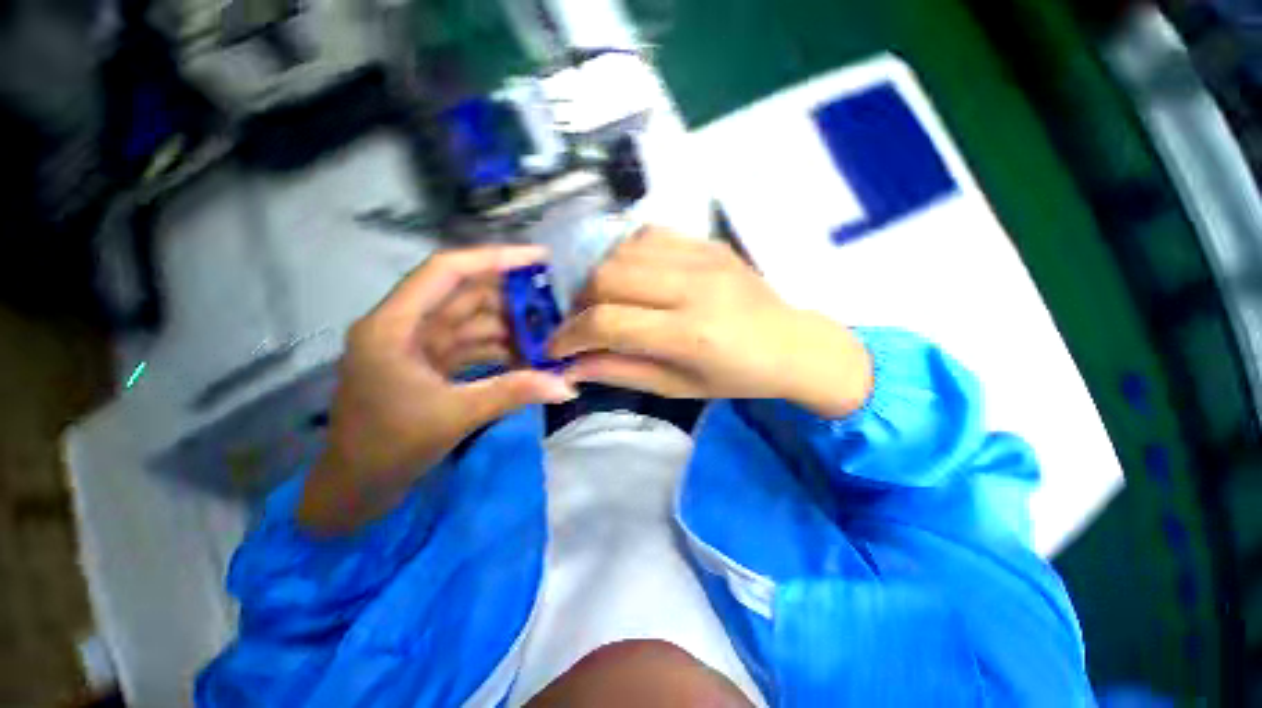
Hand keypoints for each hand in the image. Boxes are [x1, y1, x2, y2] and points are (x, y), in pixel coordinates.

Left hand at [299, 245, 577, 534]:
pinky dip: (500, 348)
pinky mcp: (430, 364)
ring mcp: (418, 345)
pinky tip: (529, 355)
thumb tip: (567, 385)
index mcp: (394, 325)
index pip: (446, 271)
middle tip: (555, 302)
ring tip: (549, 331)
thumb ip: (514, 392)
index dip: (494, 258)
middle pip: (465, 295)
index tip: (539, 258)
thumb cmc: (387, 449)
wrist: (355, 489)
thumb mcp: (455, 416)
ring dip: (509, 326)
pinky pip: (472, 345)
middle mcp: (405, 325)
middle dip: (511, 297)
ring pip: (472, 321)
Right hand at [550, 228, 872, 417]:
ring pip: (621, 251)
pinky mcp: (707, 242)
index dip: (570, 335)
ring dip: (599, 277)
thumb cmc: (737, 377)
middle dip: (579, 303)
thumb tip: (573, 365)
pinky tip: (630, 277)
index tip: (555, 346)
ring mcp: (702, 256)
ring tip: (602, 301)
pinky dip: (625, 256)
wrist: (791, 342)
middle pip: (607, 277)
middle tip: (581, 324)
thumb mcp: (678, 387)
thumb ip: (622, 372)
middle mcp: (692, 286)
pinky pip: (647, 235)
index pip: (607, 323)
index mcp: (689, 333)